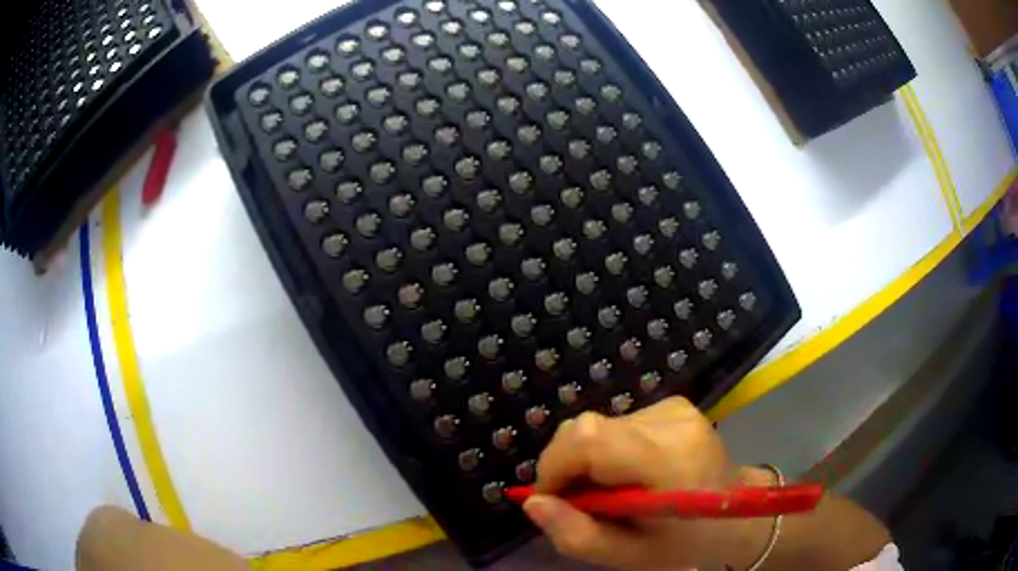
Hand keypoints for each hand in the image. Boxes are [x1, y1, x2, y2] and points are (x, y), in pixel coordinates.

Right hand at [524, 397, 774, 569]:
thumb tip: (533, 502)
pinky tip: (632, 473)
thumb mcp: (628, 556)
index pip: (589, 439)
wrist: (737, 513)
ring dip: (590, 461)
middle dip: (567, 466)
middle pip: (587, 428)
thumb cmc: (684, 543)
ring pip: (600, 426)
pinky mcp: (675, 405)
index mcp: (667, 461)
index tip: (552, 499)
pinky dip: (610, 450)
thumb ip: (576, 535)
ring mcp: (676, 408)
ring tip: (614, 492)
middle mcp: (672, 423)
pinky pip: (619, 424)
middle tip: (581, 502)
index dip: (555, 465)